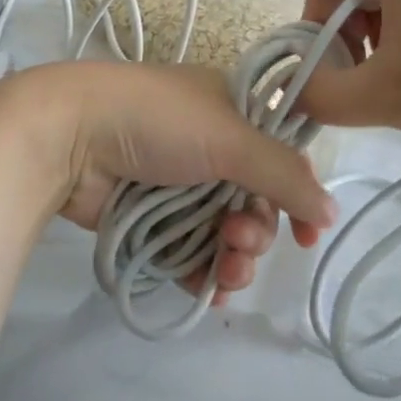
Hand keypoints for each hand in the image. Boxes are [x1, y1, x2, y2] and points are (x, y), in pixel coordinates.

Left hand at [0, 62, 336, 300]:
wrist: (69, 135)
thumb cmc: (156, 122)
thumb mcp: (229, 137)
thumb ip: (283, 174)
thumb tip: (330, 212)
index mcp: (231, 110)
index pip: (281, 154)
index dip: (297, 193)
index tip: (308, 233)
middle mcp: (209, 145)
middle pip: (255, 201)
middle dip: (258, 230)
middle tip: (240, 240)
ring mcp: (178, 183)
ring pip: (225, 232)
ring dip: (236, 257)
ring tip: (226, 268)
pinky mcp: (151, 217)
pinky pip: (191, 252)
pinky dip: (205, 273)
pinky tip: (212, 290)